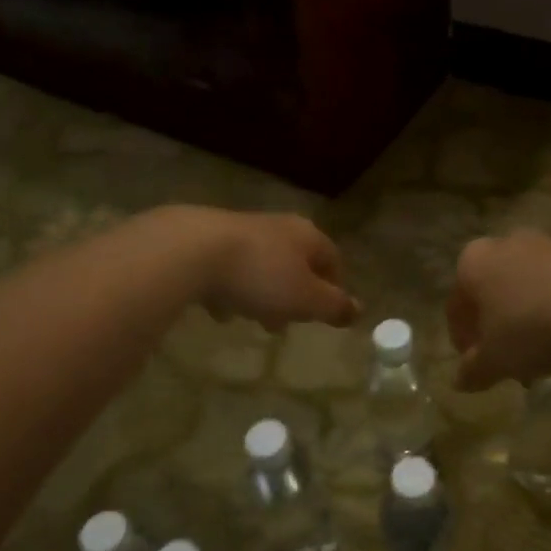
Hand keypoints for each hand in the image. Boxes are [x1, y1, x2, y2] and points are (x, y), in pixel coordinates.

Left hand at [179, 209, 359, 330]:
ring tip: (252, 319)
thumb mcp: (306, 299)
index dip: (333, 288)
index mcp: (308, 236)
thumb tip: (358, 310)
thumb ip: (334, 306)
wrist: (192, 250)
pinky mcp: (208, 239)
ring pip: (262, 266)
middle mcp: (279, 226)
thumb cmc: (261, 276)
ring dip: (262, 293)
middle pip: (296, 263)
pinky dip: (230, 289)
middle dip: (294, 295)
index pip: (332, 260)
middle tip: (286, 323)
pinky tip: (220, 310)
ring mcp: (242, 229)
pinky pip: (229, 269)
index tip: (325, 313)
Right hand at [448, 233, 550, 390]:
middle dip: (499, 325)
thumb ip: (474, 371)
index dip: (462, 338)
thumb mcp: (496, 360)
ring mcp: (548, 244)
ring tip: (545, 352)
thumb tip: (460, 380)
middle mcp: (506, 244)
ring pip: (529, 286)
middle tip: (509, 358)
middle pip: (494, 290)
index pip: (457, 304)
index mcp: (473, 263)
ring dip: (530, 316)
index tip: (474, 364)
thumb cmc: (530, 327)